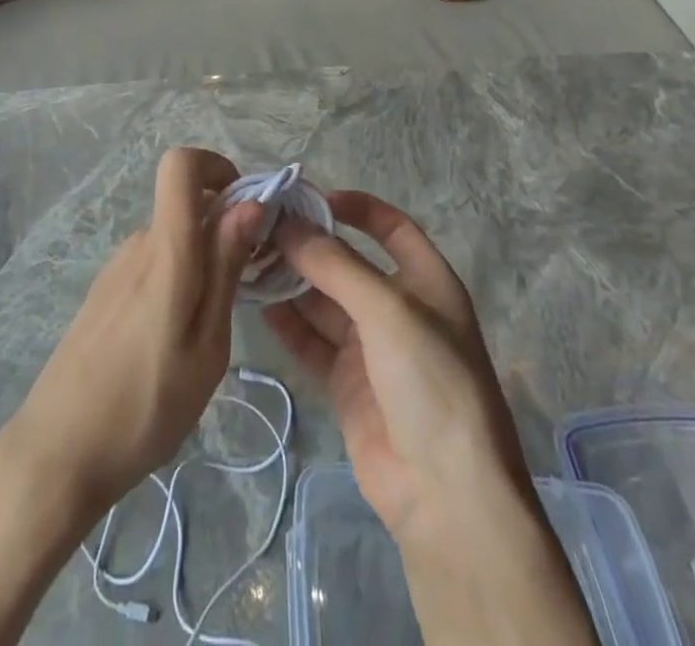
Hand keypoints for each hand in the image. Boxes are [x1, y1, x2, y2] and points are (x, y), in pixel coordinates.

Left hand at [0, 149, 262, 645]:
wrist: (58, 450)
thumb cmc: (145, 406)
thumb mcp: (206, 347)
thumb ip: (225, 269)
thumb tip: (249, 203)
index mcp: (165, 251)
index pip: (179, 164)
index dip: (215, 166)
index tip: (246, 208)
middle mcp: (137, 244)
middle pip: (184, 205)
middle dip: (222, 229)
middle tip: (244, 290)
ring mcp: (117, 267)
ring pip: (172, 238)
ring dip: (200, 261)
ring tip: (207, 332)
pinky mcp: (105, 290)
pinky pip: (152, 263)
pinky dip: (176, 280)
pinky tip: (172, 341)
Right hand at [265, 192, 592, 644]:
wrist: (447, 496)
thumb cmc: (431, 382)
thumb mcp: (386, 309)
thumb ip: (333, 263)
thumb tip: (286, 223)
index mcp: (426, 282)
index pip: (390, 227)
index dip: (355, 207)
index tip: (309, 197)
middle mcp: (398, 308)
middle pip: (346, 263)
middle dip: (307, 245)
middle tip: (259, 227)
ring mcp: (371, 348)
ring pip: (323, 301)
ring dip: (290, 281)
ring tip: (248, 258)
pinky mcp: (347, 383)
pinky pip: (311, 340)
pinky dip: (287, 322)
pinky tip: (256, 302)